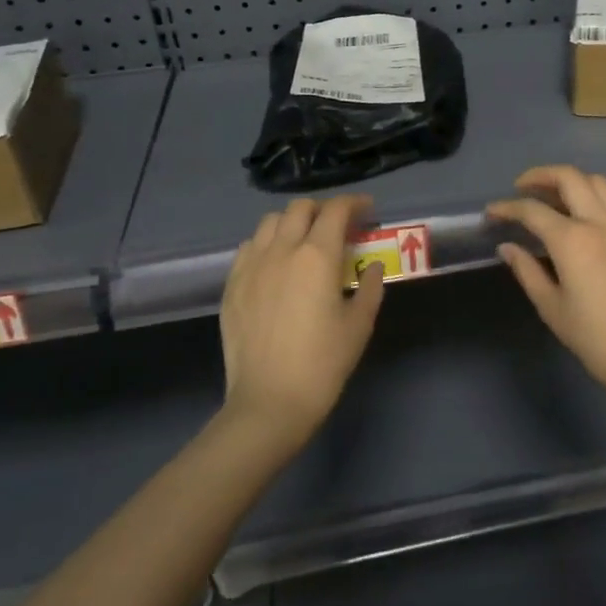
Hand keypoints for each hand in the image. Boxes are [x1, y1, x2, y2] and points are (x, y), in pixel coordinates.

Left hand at [219, 195, 385, 448]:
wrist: (269, 402)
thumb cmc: (322, 363)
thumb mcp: (359, 325)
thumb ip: (371, 287)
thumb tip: (373, 266)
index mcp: (317, 256)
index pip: (335, 210)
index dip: (354, 203)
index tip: (367, 210)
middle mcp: (281, 250)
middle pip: (300, 208)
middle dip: (323, 209)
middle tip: (338, 226)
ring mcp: (252, 265)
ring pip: (270, 222)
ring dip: (292, 222)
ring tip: (304, 240)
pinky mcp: (232, 284)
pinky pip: (249, 247)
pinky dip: (267, 243)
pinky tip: (276, 263)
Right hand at [486, 165, 605, 398]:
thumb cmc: (595, 338)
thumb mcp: (552, 308)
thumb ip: (527, 271)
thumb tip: (507, 247)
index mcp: (571, 241)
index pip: (532, 211)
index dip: (507, 208)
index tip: (493, 212)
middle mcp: (600, 222)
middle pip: (568, 178)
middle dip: (541, 176)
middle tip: (524, 187)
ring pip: (600, 182)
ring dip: (575, 181)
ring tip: (561, 194)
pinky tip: (601, 204)